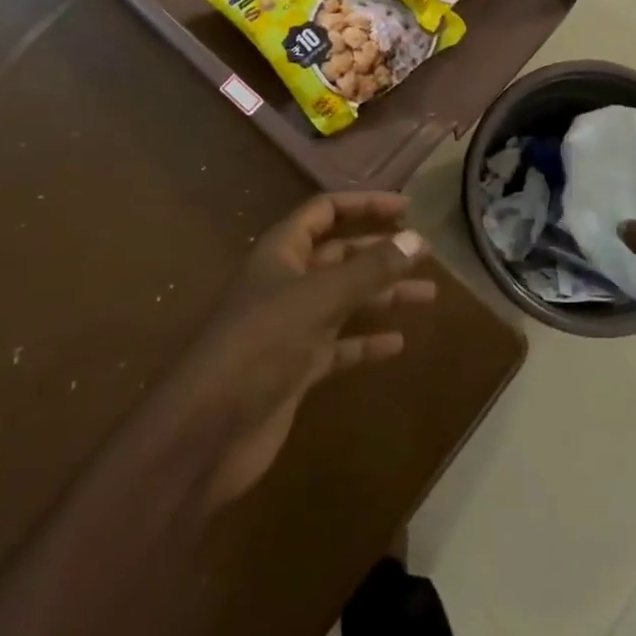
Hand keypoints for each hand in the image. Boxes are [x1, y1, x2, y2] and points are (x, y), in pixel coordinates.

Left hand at [157, 191, 436, 507]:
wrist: (207, 430)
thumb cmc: (261, 345)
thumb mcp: (319, 298)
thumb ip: (369, 269)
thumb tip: (416, 238)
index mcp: (282, 252)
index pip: (325, 211)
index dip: (365, 205)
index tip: (407, 209)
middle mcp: (286, 282)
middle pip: (340, 255)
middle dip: (381, 252)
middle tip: (426, 253)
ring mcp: (291, 327)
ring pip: (345, 300)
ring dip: (383, 295)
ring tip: (428, 295)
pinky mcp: (297, 368)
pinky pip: (340, 345)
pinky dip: (367, 342)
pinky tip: (397, 344)